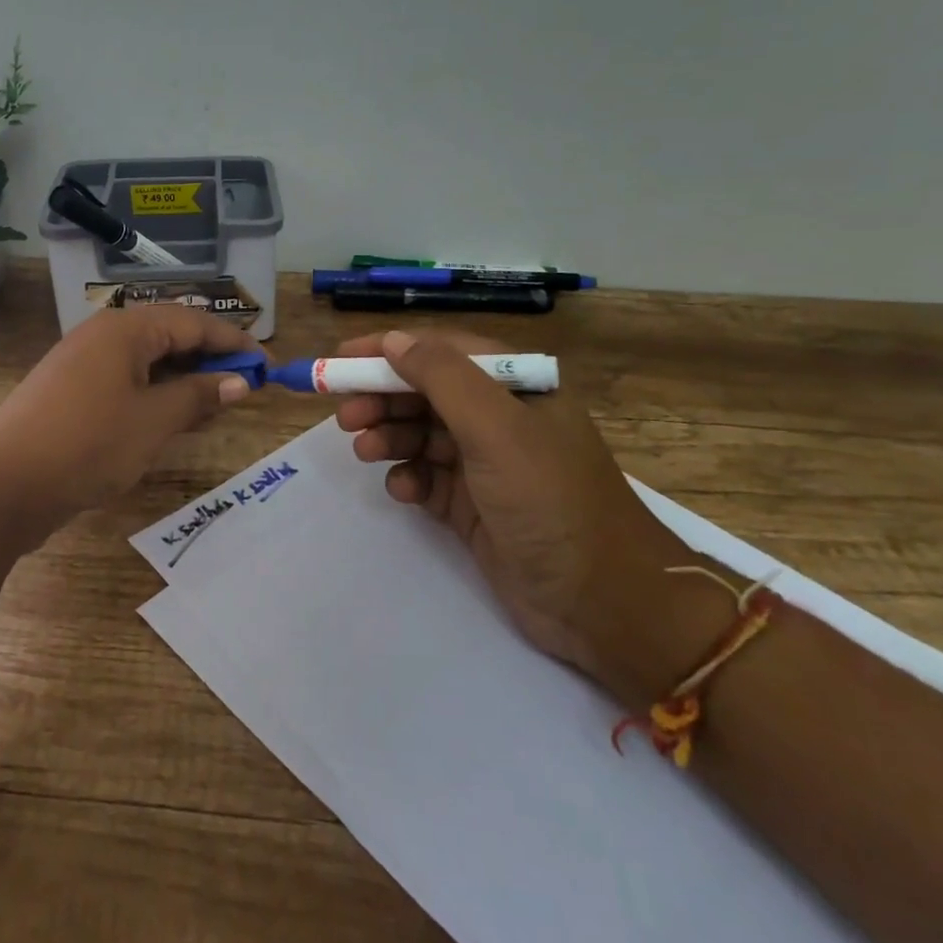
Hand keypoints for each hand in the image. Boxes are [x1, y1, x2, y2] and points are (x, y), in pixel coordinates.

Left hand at [0, 305, 258, 544]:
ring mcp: (84, 366)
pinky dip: (156, 396)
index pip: (192, 322)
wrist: (0, 485)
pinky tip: (175, 419)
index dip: (234, 342)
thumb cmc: (86, 443)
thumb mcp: (152, 421)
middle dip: (210, 359)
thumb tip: (239, 381)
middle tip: (246, 386)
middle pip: (169, 336)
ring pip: (148, 362)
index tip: (268, 365)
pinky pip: (127, 384)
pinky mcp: (72, 395)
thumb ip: (198, 396)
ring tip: (218, 404)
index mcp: (124, 329)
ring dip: (184, 380)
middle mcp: (103, 337)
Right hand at [334, 328, 692, 699]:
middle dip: (383, 399)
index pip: (442, 351)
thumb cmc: (550, 499)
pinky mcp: (473, 504)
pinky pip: (427, 477)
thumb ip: (442, 377)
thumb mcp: (496, 428)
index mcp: (517, 386)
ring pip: (421, 434)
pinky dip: (409, 478)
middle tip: (346, 417)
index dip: (389, 352)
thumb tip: (392, 340)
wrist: (602, 602)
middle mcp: (501, 418)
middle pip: (425, 393)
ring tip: (365, 452)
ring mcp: (486, 463)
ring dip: (389, 438)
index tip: (341, 360)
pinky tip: (403, 491)